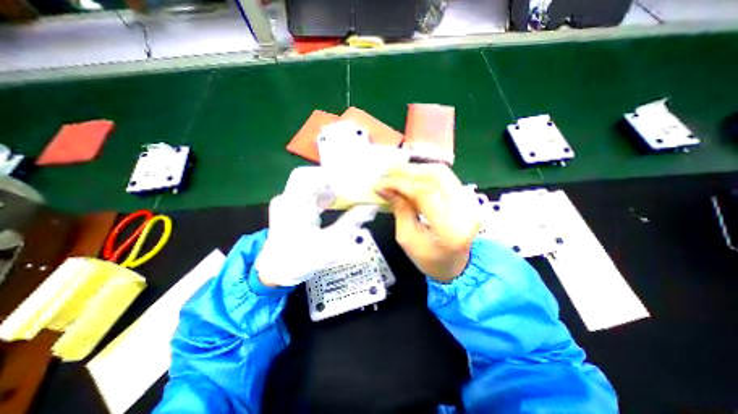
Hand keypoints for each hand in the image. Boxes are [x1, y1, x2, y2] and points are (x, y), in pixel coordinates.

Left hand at [258, 167, 375, 285]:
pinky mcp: (289, 207)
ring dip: (328, 186)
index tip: (352, 179)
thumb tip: (371, 206)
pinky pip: (307, 192)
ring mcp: (287, 202)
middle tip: (351, 185)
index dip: (332, 174)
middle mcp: (288, 197)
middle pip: (311, 176)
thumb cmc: (301, 260)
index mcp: (295, 204)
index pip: (311, 175)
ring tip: (347, 192)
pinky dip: (322, 193)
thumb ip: (352, 222)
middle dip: (332, 179)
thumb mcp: (332, 243)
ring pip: (309, 183)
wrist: (276, 272)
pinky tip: (334, 201)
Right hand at [376, 163, 479, 283]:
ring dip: (417, 170)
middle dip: (408, 171)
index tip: (380, 184)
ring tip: (397, 175)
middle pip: (436, 176)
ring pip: (442, 172)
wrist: (456, 266)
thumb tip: (385, 188)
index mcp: (449, 228)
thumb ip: (399, 209)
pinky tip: (412, 179)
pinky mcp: (467, 198)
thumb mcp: (407, 238)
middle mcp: (464, 210)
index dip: (400, 184)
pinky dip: (425, 175)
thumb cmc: (429, 259)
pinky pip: (445, 178)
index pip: (424, 193)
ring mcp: (469, 202)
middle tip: (387, 174)